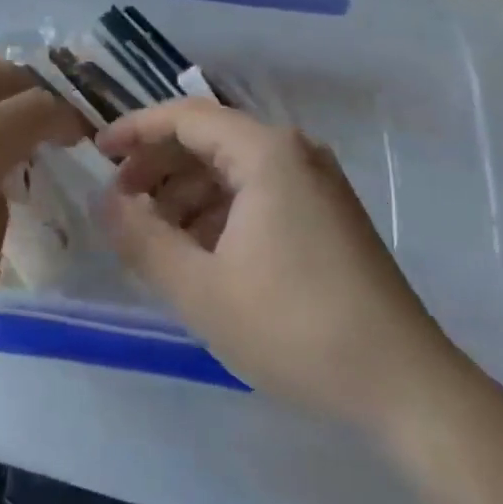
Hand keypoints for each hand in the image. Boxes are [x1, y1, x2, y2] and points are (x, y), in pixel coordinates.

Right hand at [98, 100, 466, 434]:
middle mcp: (293, 153)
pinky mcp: (327, 215)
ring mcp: (315, 183)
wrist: (405, 386)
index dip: (135, 129)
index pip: (185, 117)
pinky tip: (199, 252)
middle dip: (158, 166)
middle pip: (209, 139)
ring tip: (154, 236)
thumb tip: (106, 202)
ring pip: (232, 169)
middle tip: (121, 202)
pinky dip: (219, 212)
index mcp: (266, 152)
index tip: (97, 153)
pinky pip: (258, 194)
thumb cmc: (295, 328)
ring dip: (186, 194)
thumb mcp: (201, 288)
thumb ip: (142, 238)